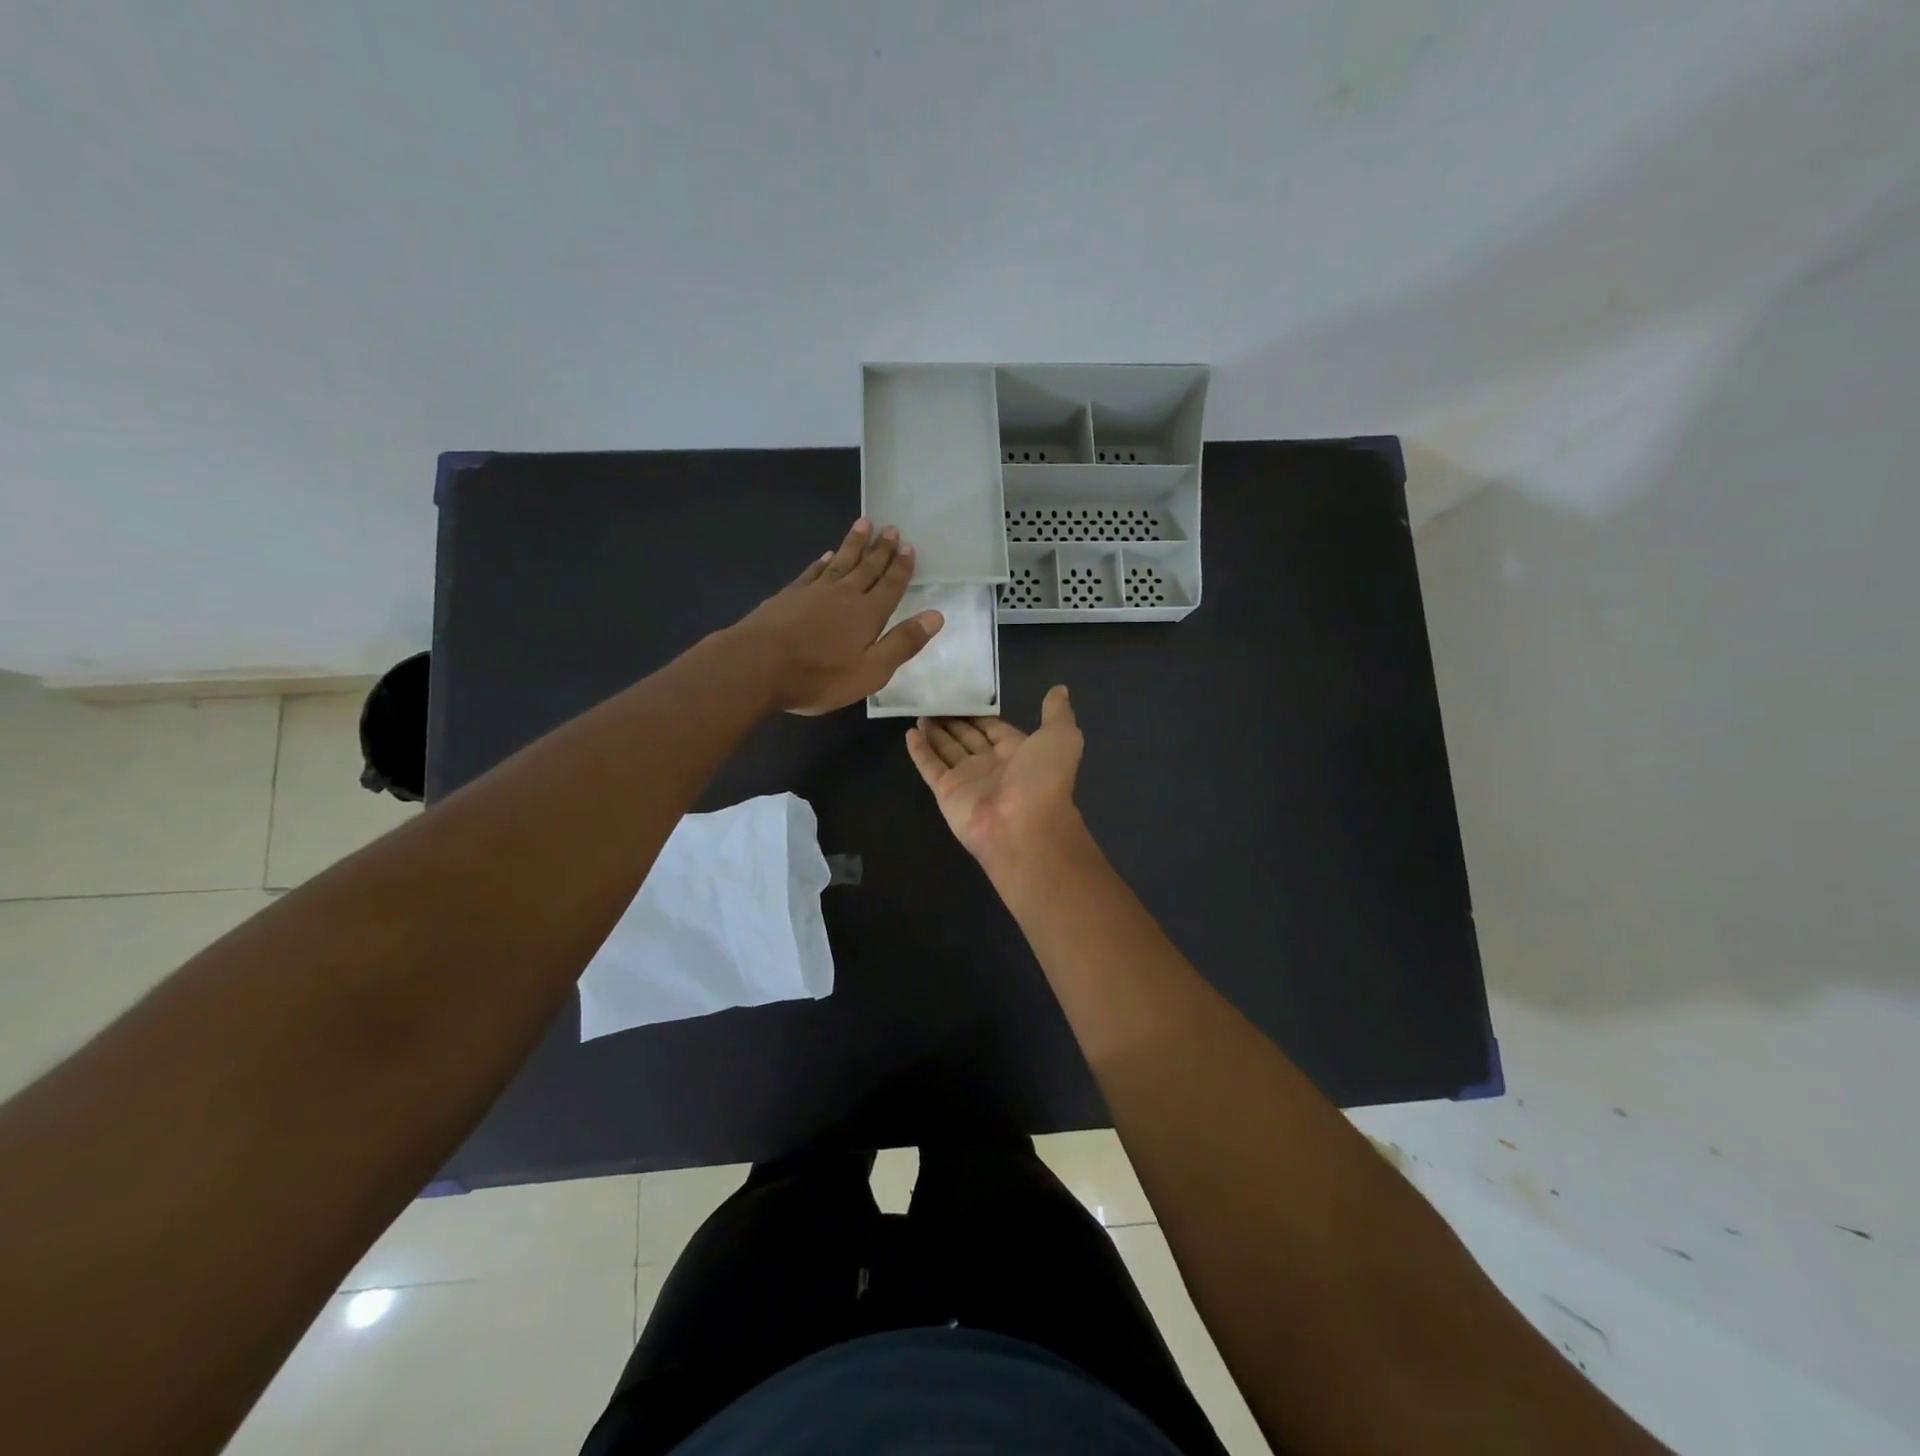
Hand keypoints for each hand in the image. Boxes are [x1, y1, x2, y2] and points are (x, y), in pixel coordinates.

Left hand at [731, 519, 943, 714]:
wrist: (757, 666)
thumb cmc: (819, 676)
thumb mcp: (871, 671)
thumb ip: (903, 643)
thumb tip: (936, 616)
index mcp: (868, 614)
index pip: (890, 586)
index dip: (901, 567)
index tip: (908, 546)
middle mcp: (844, 596)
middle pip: (867, 568)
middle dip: (881, 549)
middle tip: (891, 528)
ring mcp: (813, 593)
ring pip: (840, 562)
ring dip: (854, 545)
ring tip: (864, 524)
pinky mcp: (788, 596)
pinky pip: (812, 573)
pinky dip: (822, 563)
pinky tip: (826, 556)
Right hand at [905, 686, 1085, 868]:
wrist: (1023, 826)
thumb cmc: (1042, 779)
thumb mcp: (1061, 737)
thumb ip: (1057, 713)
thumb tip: (1059, 689)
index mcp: (1018, 752)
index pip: (994, 728)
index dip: (980, 714)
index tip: (963, 694)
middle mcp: (992, 765)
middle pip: (968, 738)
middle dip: (954, 722)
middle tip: (934, 700)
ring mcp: (967, 780)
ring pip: (947, 750)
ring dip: (935, 732)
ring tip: (920, 712)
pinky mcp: (946, 792)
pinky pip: (930, 767)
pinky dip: (919, 750)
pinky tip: (909, 733)